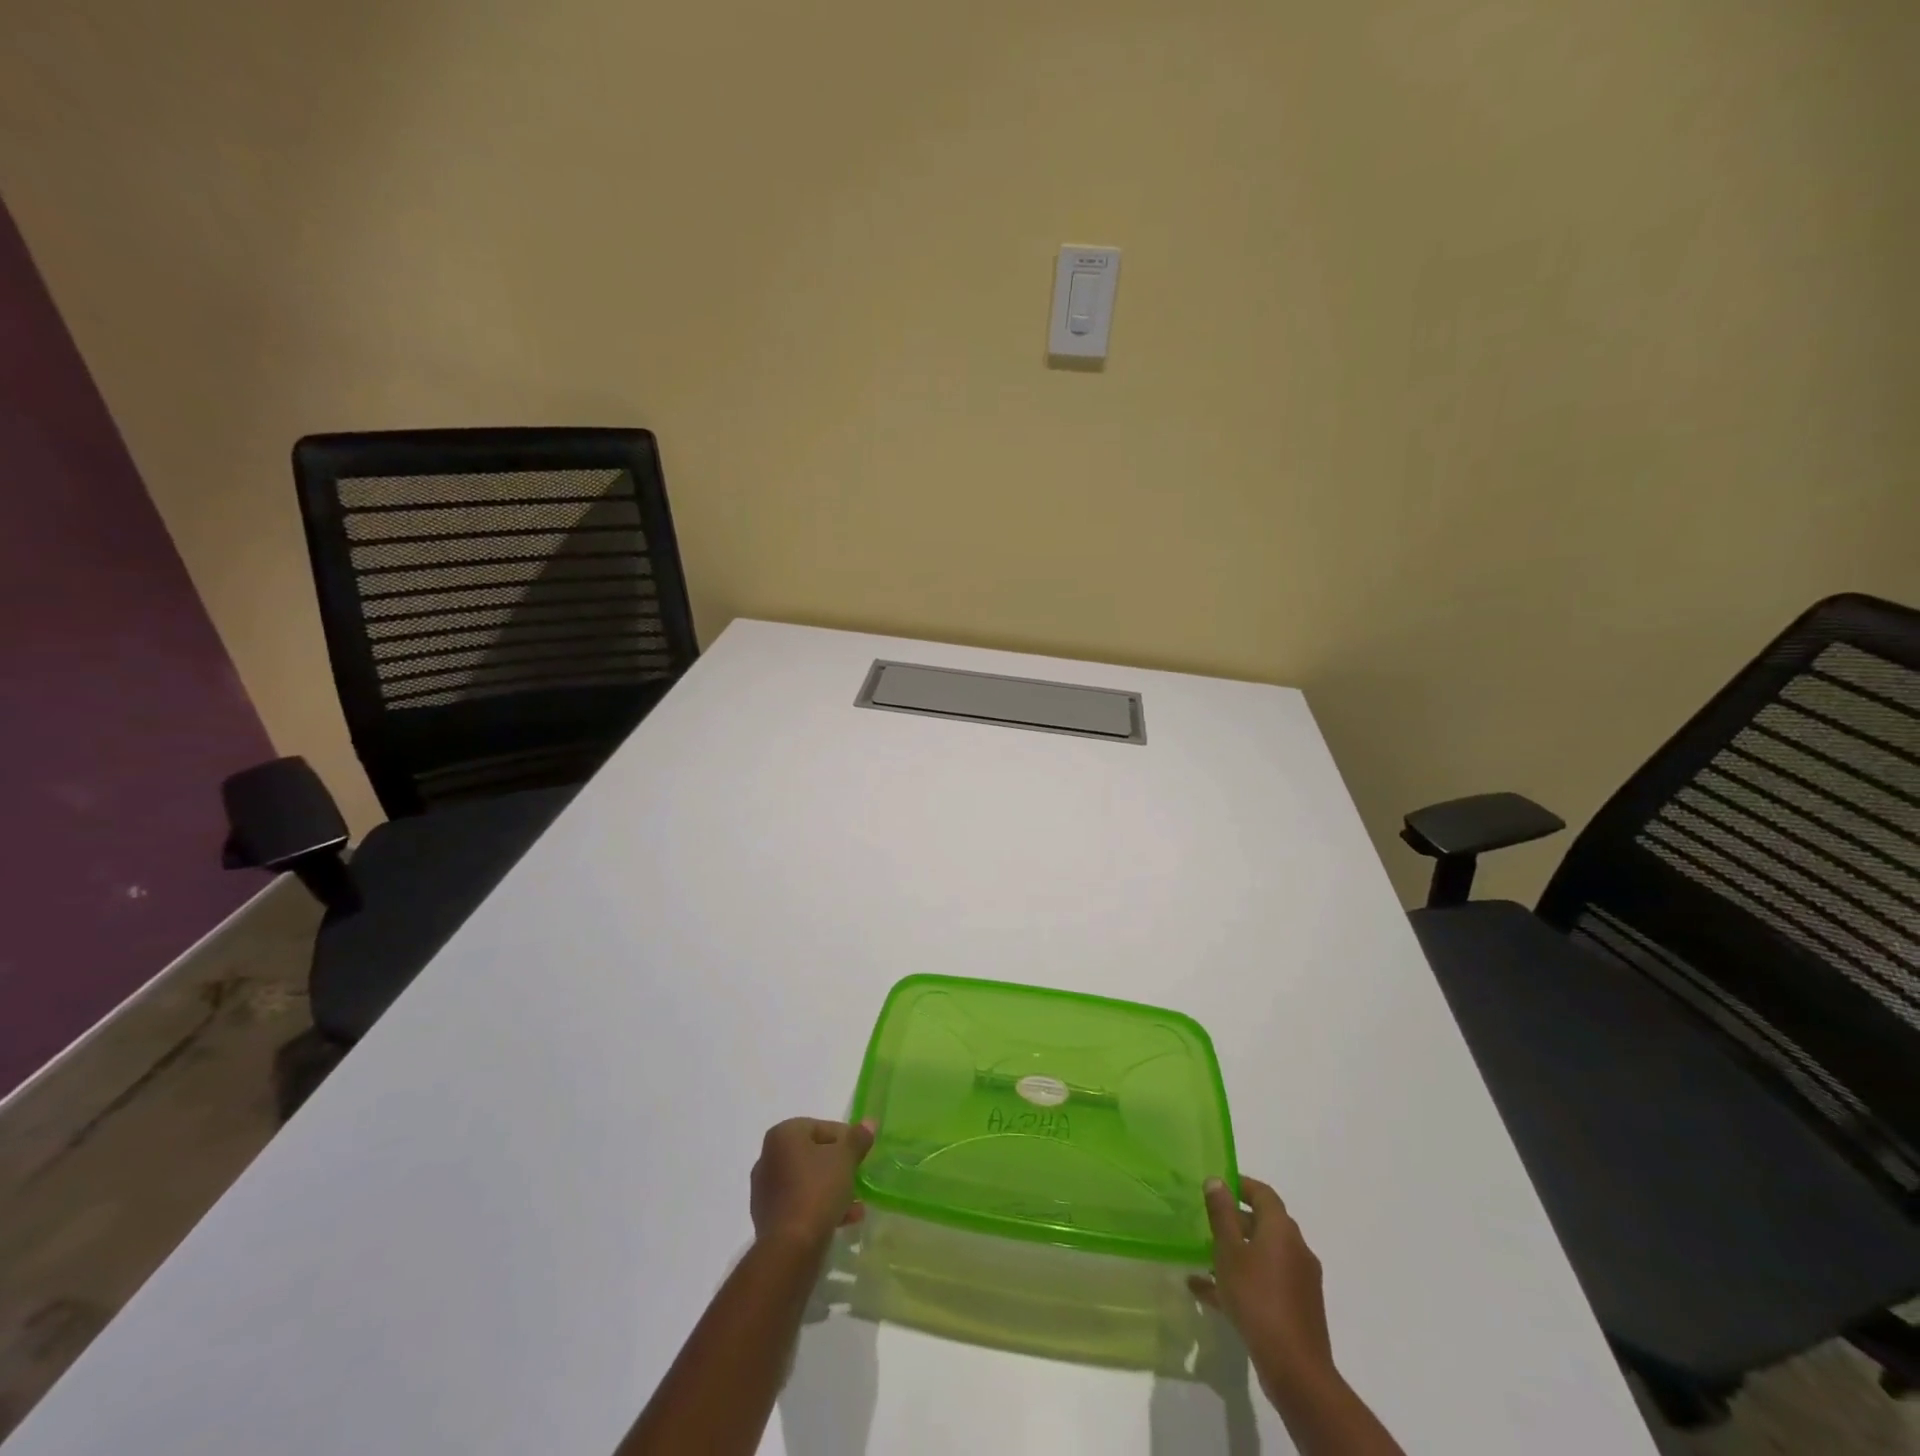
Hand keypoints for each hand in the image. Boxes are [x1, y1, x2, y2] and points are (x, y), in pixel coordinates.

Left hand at [749, 1118, 875, 1251]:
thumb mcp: (845, 1159)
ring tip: (856, 1205)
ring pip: (807, 1181)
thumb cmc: (817, 1190)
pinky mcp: (767, 1217)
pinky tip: (843, 1220)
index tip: (862, 1154)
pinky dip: (819, 1206)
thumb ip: (857, 1138)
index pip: (821, 1127)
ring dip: (832, 1189)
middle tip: (858, 1177)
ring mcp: (765, 1189)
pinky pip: (799, 1203)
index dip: (846, 1139)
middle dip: (838, 1166)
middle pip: (813, 1154)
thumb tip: (869, 1122)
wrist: (790, 1248)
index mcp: (783, 1135)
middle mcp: (769, 1157)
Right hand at [1189, 1176, 1334, 1390]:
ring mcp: (1301, 1281)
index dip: (1241, 1185)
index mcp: (1282, 1230)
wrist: (1296, 1370)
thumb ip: (1222, 1215)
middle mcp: (1296, 1249)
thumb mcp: (1229, 1252)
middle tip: (1207, 1224)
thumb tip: (1217, 1181)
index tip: (1217, 1187)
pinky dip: (1244, 1281)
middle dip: (1236, 1222)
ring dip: (1237, 1254)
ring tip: (1205, 1261)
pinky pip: (1267, 1282)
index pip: (1264, 1194)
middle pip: (1265, 1224)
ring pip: (1264, 1256)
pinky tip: (1211, 1295)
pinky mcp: (1299, 1308)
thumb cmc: (1257, 1299)